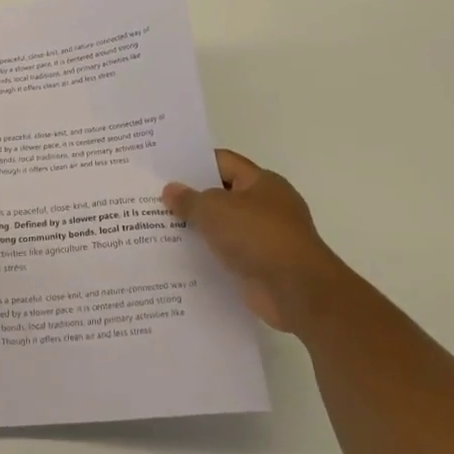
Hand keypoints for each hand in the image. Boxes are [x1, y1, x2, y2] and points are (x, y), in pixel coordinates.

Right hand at [163, 149, 346, 334]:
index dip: (194, 163)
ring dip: (200, 229)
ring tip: (161, 228)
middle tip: (156, 198)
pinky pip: (230, 254)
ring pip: (225, 226)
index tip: (165, 169)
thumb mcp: (214, 210)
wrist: (297, 291)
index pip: (223, 162)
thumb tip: (170, 190)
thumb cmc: (258, 236)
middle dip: (193, 197)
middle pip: (223, 194)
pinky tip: (182, 257)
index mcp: (262, 182)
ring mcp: (267, 237)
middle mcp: (267, 205)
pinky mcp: (263, 266)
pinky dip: (210, 254)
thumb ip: (189, 199)